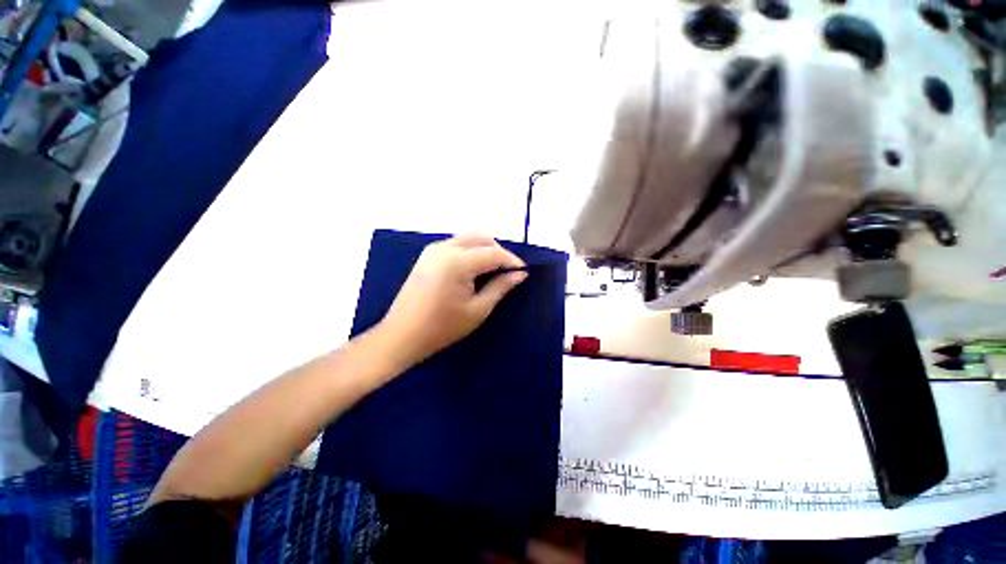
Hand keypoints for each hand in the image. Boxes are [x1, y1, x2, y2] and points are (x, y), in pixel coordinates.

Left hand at [375, 233, 527, 368]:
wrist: (401, 335)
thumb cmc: (442, 328)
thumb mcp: (478, 310)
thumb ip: (500, 287)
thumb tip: (520, 274)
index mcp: (458, 262)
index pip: (493, 253)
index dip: (512, 261)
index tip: (524, 272)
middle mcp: (445, 248)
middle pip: (482, 238)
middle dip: (499, 252)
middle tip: (510, 272)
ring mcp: (434, 249)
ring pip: (469, 238)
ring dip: (486, 250)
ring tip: (495, 271)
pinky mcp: (428, 255)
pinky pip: (457, 244)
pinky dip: (472, 251)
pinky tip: (475, 269)